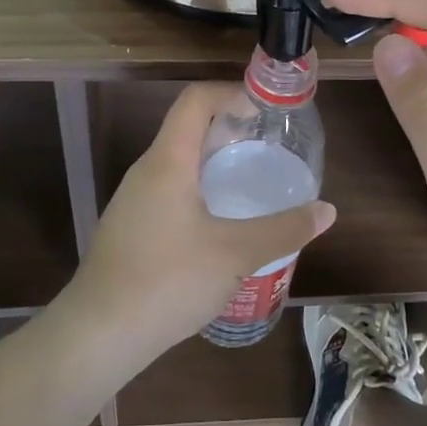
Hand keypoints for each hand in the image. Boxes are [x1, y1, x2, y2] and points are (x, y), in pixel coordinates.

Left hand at [62, 83, 336, 359]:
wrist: (99, 334)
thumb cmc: (169, 280)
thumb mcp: (236, 254)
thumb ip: (284, 229)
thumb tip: (327, 211)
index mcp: (168, 161)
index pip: (195, 99)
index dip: (231, 92)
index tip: (265, 110)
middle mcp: (146, 171)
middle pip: (187, 129)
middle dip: (229, 130)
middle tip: (268, 148)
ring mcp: (132, 201)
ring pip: (177, 164)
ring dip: (214, 164)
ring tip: (250, 184)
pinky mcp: (129, 228)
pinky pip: (168, 192)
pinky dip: (198, 192)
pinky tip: (220, 226)